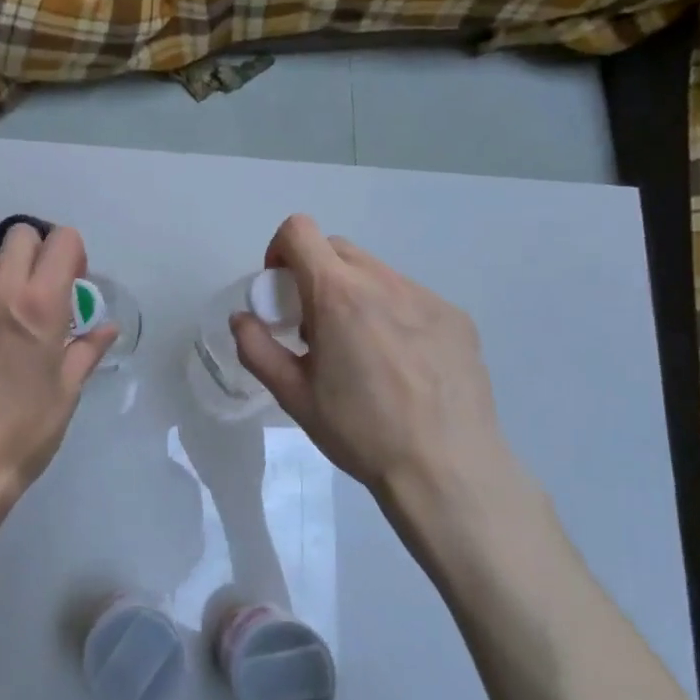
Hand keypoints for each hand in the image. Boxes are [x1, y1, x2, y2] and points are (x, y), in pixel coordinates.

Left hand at [0, 222, 115, 530]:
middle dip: (42, 251)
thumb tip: (105, 329)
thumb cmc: (24, 429)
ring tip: (20, 308)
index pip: (61, 240)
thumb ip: (86, 351)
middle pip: (21, 234)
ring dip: (11, 269)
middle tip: (51, 289)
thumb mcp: (66, 391)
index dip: (75, 254)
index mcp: (39, 304)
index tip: (77, 284)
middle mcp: (0, 292)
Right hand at [230, 215, 533, 557]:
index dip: (280, 250)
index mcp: (338, 295)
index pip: (299, 230)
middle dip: (316, 274)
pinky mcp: (456, 317)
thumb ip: (257, 349)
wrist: (446, 469)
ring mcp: (426, 297)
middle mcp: (384, 282)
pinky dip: (393, 313)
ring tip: (362, 350)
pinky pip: (411, 298)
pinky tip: (402, 364)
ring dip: (356, 294)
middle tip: (316, 327)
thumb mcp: (293, 396)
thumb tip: (243, 319)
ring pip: (377, 273)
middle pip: (337, 248)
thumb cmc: (360, 432)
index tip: (281, 291)